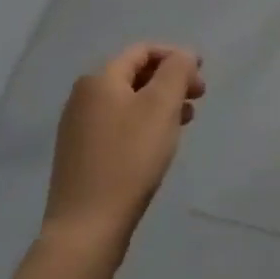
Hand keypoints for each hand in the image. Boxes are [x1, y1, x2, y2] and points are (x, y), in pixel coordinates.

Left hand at [42, 45, 204, 266]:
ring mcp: (78, 128)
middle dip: (170, 80)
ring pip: (129, 101)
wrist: (87, 228)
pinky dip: (144, 123)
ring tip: (184, 121)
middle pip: (135, 74)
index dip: (176, 56)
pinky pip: (119, 124)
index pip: (143, 50)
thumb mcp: (161, 105)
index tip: (201, 76)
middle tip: (198, 97)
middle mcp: (83, 98)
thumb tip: (183, 56)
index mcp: (99, 80)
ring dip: (160, 102)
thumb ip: (177, 70)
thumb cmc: (129, 158)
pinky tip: (159, 143)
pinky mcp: (81, 155)